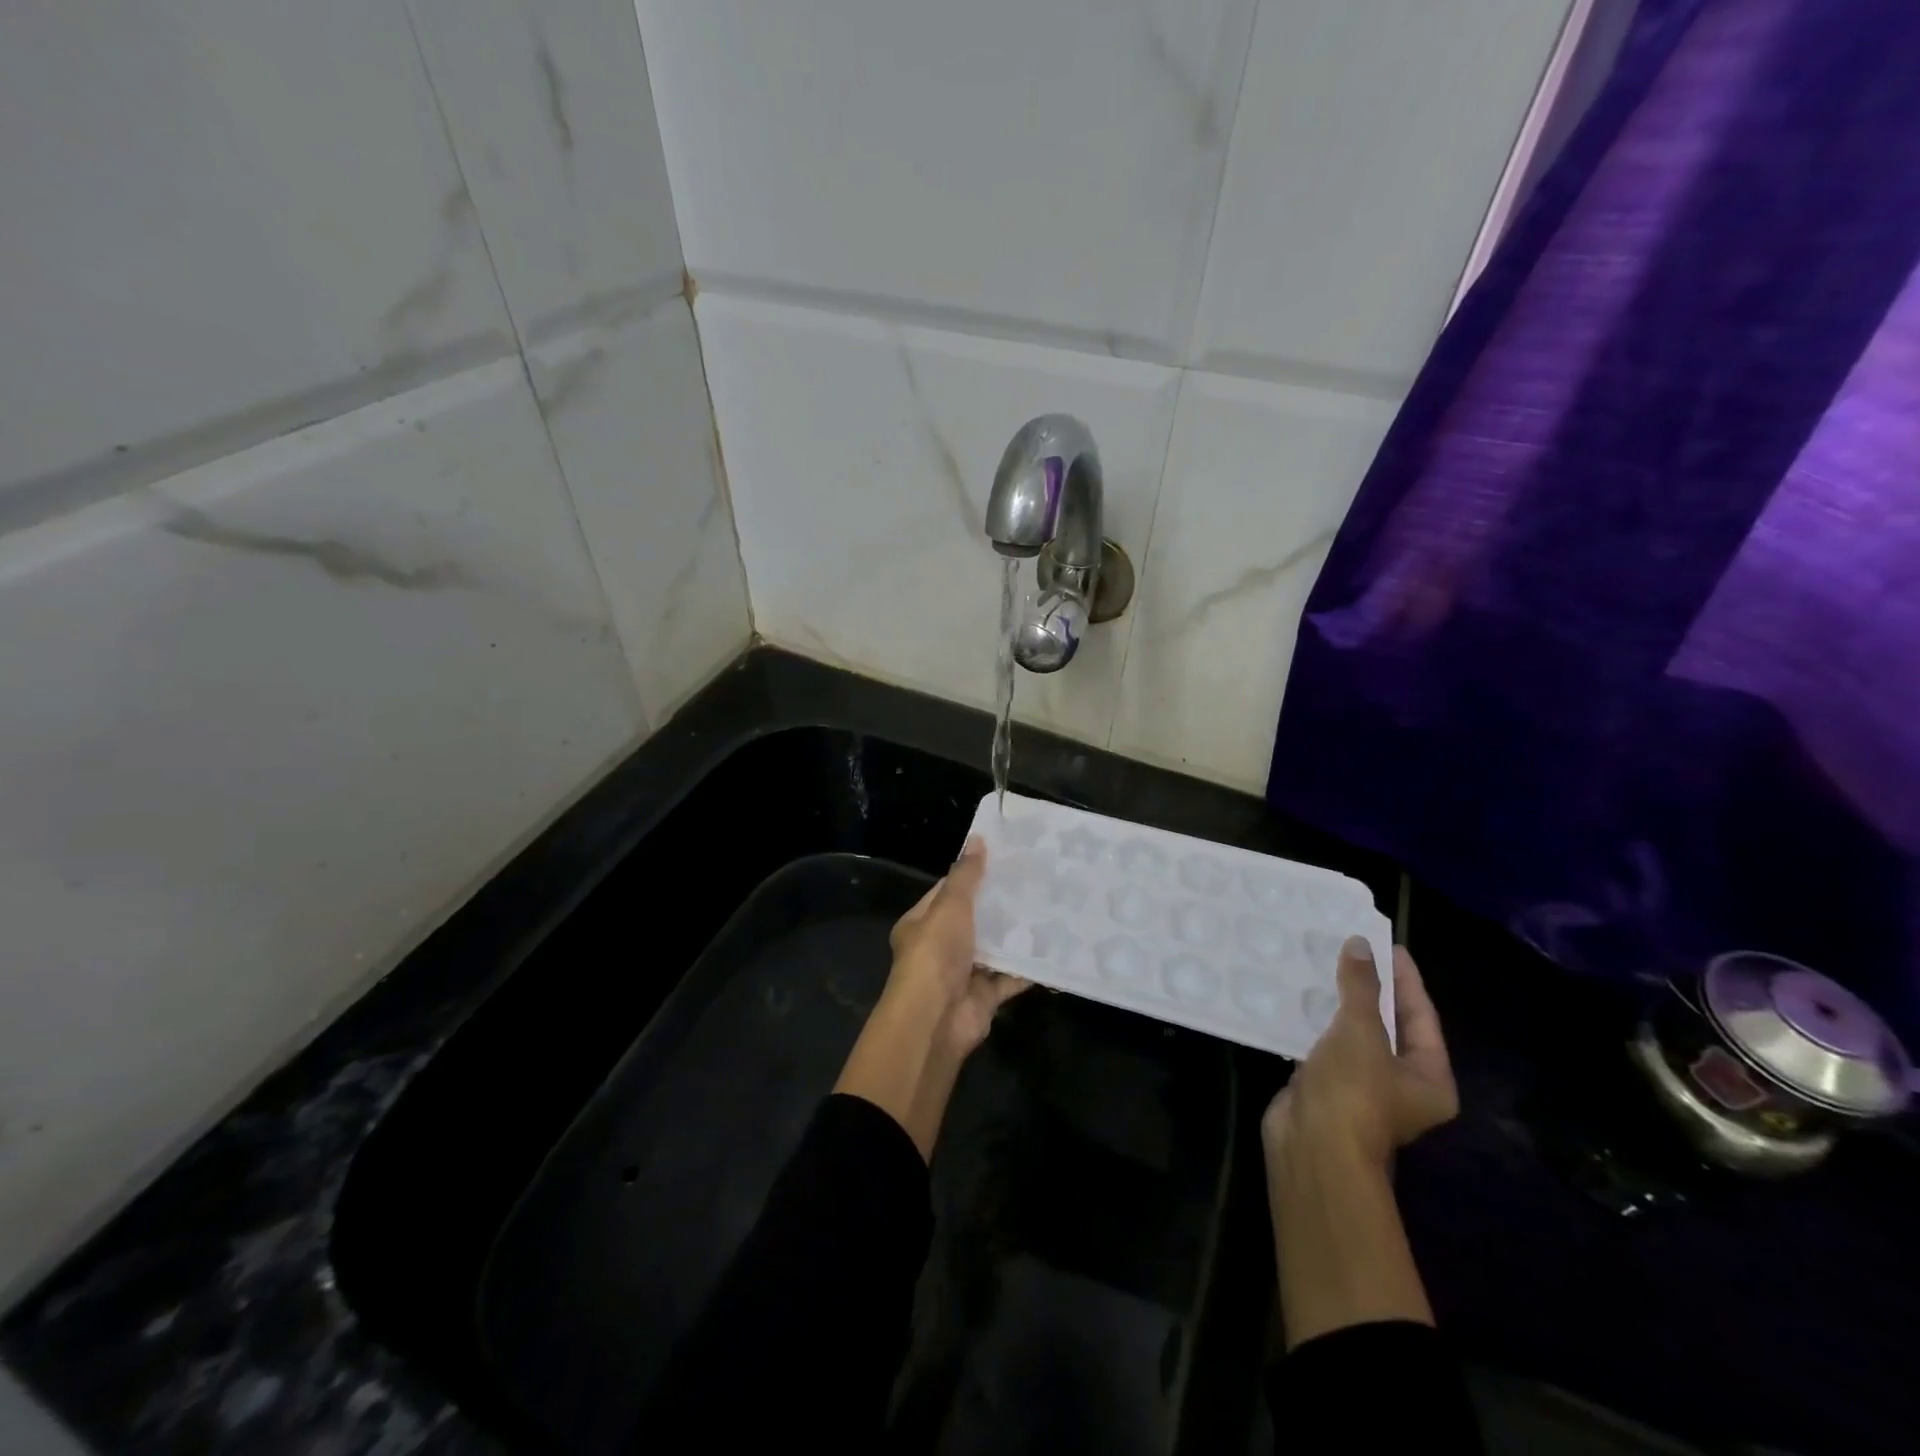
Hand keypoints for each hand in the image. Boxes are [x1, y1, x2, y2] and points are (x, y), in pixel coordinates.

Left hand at [886, 837, 1029, 1058]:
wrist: (936, 1018)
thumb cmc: (936, 953)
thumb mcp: (950, 906)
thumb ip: (966, 876)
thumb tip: (977, 839)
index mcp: (922, 923)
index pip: (948, 892)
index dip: (972, 876)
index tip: (1003, 861)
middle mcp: (941, 947)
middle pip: (974, 920)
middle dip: (1000, 906)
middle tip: (1035, 883)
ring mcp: (963, 973)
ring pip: (994, 949)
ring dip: (1016, 935)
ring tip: (1049, 909)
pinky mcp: (985, 996)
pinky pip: (1011, 977)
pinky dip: (1029, 967)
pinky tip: (1053, 949)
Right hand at [1261, 939, 1456, 1173]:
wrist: (1312, 1146)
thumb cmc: (1353, 1090)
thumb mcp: (1361, 1031)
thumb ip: (1360, 986)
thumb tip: (1360, 944)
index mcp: (1429, 1077)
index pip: (1421, 1015)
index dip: (1405, 978)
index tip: (1386, 945)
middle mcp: (1401, 1084)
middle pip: (1388, 1024)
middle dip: (1369, 988)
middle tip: (1351, 950)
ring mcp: (1361, 1086)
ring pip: (1353, 1034)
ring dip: (1337, 1003)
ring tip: (1320, 965)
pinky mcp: (1326, 1086)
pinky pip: (1324, 1044)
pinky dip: (1313, 1021)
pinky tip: (1296, 996)